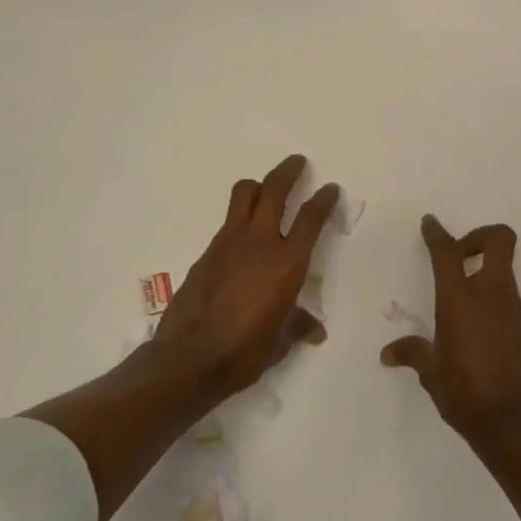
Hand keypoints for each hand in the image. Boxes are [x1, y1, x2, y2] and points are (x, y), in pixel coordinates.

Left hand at [153, 154, 337, 399]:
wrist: (190, 358)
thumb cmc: (245, 351)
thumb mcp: (280, 341)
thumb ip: (298, 326)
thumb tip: (314, 330)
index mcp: (287, 263)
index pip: (311, 219)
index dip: (323, 200)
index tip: (330, 188)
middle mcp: (260, 242)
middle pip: (274, 189)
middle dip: (289, 171)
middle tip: (298, 162)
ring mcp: (229, 242)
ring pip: (244, 195)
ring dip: (259, 185)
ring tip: (266, 187)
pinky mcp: (207, 251)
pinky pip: (228, 221)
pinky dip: (240, 217)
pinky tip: (243, 235)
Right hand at [382, 216, 520, 442]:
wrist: (516, 425)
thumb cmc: (465, 395)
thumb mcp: (432, 374)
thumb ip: (413, 353)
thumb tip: (389, 353)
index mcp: (460, 300)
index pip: (448, 252)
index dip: (438, 233)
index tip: (430, 224)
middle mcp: (492, 295)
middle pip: (499, 240)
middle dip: (479, 236)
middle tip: (460, 255)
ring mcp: (515, 310)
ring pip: (505, 271)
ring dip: (485, 273)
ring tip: (462, 302)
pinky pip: (510, 301)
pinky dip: (494, 302)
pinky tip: (479, 331)